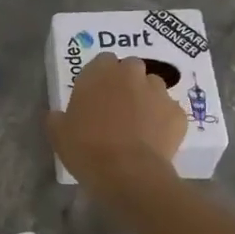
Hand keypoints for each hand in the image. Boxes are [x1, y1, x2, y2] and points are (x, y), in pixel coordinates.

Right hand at [46, 54, 186, 192]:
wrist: (127, 173)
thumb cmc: (86, 148)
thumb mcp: (58, 134)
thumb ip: (58, 117)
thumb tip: (57, 114)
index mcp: (100, 72)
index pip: (103, 60)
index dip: (101, 76)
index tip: (97, 94)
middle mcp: (131, 74)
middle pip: (131, 68)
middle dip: (127, 82)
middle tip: (118, 107)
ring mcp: (158, 92)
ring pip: (154, 87)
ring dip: (147, 98)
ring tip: (140, 124)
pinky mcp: (177, 113)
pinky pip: (170, 112)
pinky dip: (164, 121)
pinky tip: (155, 140)